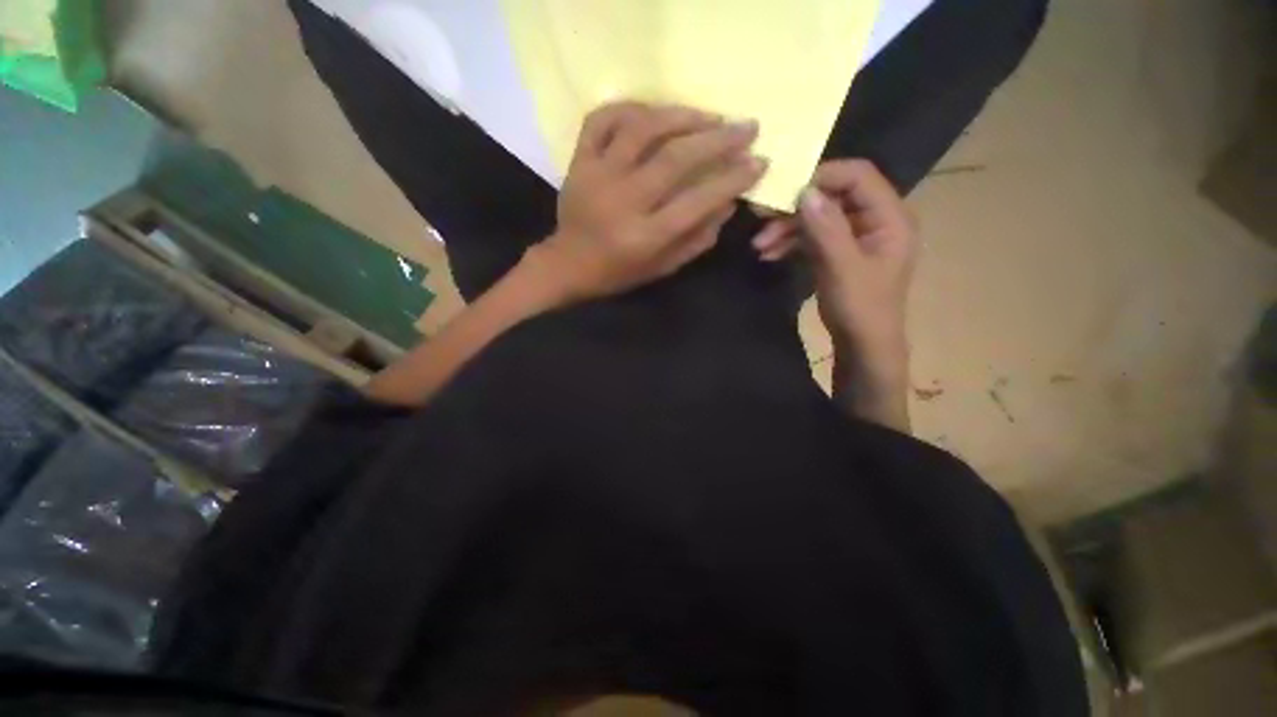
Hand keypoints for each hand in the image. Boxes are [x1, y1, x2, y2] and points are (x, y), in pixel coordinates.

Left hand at [531, 102, 767, 301]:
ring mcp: (597, 175)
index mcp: (644, 237)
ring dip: (683, 116)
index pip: (696, 202)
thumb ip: (696, 239)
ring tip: (711, 116)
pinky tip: (655, 112)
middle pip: (675, 159)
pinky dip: (631, 107)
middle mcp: (622, 201)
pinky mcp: (578, 160)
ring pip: (643, 128)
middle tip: (747, 127)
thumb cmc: (618, 272)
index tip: (758, 162)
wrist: (568, 264)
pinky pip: (602, 118)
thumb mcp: (662, 268)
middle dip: (718, 140)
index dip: (731, 180)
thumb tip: (729, 203)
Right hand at [751, 159, 918, 364]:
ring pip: (817, 218)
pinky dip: (791, 243)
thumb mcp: (843, 268)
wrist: (862, 345)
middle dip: (795, 209)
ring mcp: (854, 237)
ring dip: (787, 229)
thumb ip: (826, 229)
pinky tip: (769, 254)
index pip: (858, 176)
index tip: (786, 189)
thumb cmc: (861, 309)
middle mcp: (874, 220)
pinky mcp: (838, 252)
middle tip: (761, 218)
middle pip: (832, 197)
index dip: (822, 176)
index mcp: (890, 217)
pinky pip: (813, 237)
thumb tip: (805, 191)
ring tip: (759, 246)